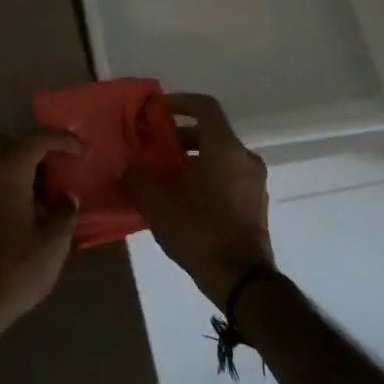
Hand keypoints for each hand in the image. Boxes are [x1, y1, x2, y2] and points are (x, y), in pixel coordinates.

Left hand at [0, 130, 83, 346]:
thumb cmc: (14, 268)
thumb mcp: (53, 244)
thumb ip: (64, 212)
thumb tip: (66, 196)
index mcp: (8, 171)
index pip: (37, 139)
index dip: (63, 140)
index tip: (83, 151)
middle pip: (8, 143)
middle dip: (33, 149)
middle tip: (55, 170)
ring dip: (21, 170)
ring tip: (46, 198)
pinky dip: (8, 186)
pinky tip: (27, 214)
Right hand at [123, 93, 275, 309]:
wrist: (242, 281)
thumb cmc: (201, 231)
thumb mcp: (158, 203)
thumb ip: (139, 178)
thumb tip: (129, 167)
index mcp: (225, 148)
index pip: (204, 106)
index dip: (180, 102)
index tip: (157, 110)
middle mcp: (245, 158)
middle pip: (211, 133)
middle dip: (180, 137)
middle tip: (154, 148)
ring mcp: (254, 183)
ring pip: (219, 158)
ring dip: (192, 160)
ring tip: (163, 177)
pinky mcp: (255, 206)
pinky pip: (228, 178)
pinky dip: (206, 178)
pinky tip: (182, 200)